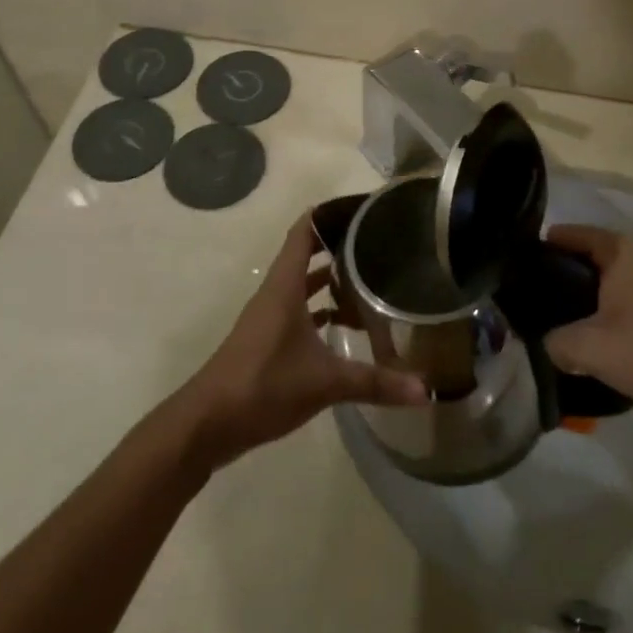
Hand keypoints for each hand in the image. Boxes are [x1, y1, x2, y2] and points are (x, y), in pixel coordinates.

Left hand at [180, 215, 427, 468]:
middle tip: (379, 241)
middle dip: (339, 246)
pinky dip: (322, 311)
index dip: (329, 214)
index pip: (305, 232)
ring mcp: (270, 319)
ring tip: (371, 278)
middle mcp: (276, 294)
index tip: (362, 207)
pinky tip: (346, 325)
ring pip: (304, 286)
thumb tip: (426, 390)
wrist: (206, 425)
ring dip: (331, 280)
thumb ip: (375, 383)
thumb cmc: (263, 385)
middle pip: (307, 256)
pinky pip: (300, 312)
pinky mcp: (268, 342)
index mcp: (285, 287)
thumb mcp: (325, 382)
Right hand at [542, 226, 632, 418]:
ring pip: (601, 280)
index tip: (513, 274)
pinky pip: (618, 296)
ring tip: (550, 322)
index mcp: (618, 250)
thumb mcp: (591, 348)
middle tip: (527, 303)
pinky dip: (599, 309)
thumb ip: (554, 342)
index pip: (566, 235)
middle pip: (582, 257)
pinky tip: (587, 335)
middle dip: (555, 277)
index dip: (537, 251)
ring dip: (578, 298)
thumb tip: (543, 341)